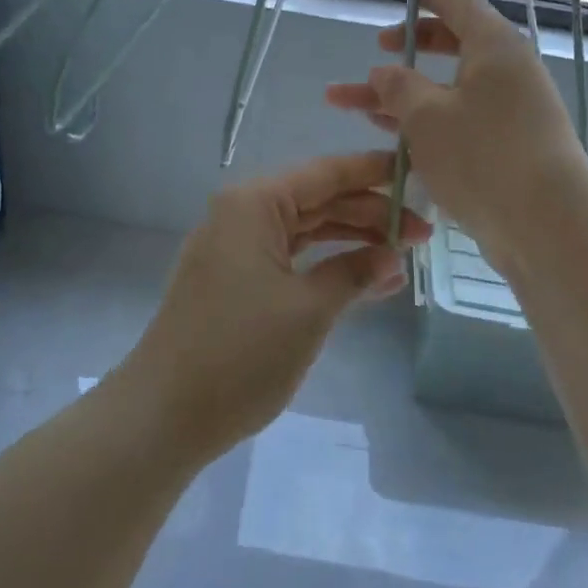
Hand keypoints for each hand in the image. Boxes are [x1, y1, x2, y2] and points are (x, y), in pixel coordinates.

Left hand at [126, 151, 431, 456]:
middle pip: (316, 200)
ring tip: (402, 259)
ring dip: (350, 242)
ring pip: (304, 231)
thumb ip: (354, 273)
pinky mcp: (232, 281)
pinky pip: (288, 259)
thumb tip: (392, 258)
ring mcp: (233, 249)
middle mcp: (240, 215)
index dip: (373, 174)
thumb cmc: (241, 351)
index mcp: (253, 204)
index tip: (418, 175)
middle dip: (368, 215)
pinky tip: (365, 281)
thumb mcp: (309, 310)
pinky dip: (324, 267)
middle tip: (422, 235)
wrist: (165, 413)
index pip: (325, 174)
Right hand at [325, 0, 587, 274]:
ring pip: (448, 88)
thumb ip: (398, 87)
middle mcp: (507, 71)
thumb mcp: (426, 117)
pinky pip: (459, 120)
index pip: (457, 1)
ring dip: (402, 94)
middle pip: (453, 44)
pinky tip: (389, 137)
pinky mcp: (508, 146)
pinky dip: (424, 123)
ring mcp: (510, 111)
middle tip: (375, 50)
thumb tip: (384, 71)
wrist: (548, 227)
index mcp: (494, 47)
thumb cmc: (484, 157)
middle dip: (407, 47)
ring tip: (352, 103)